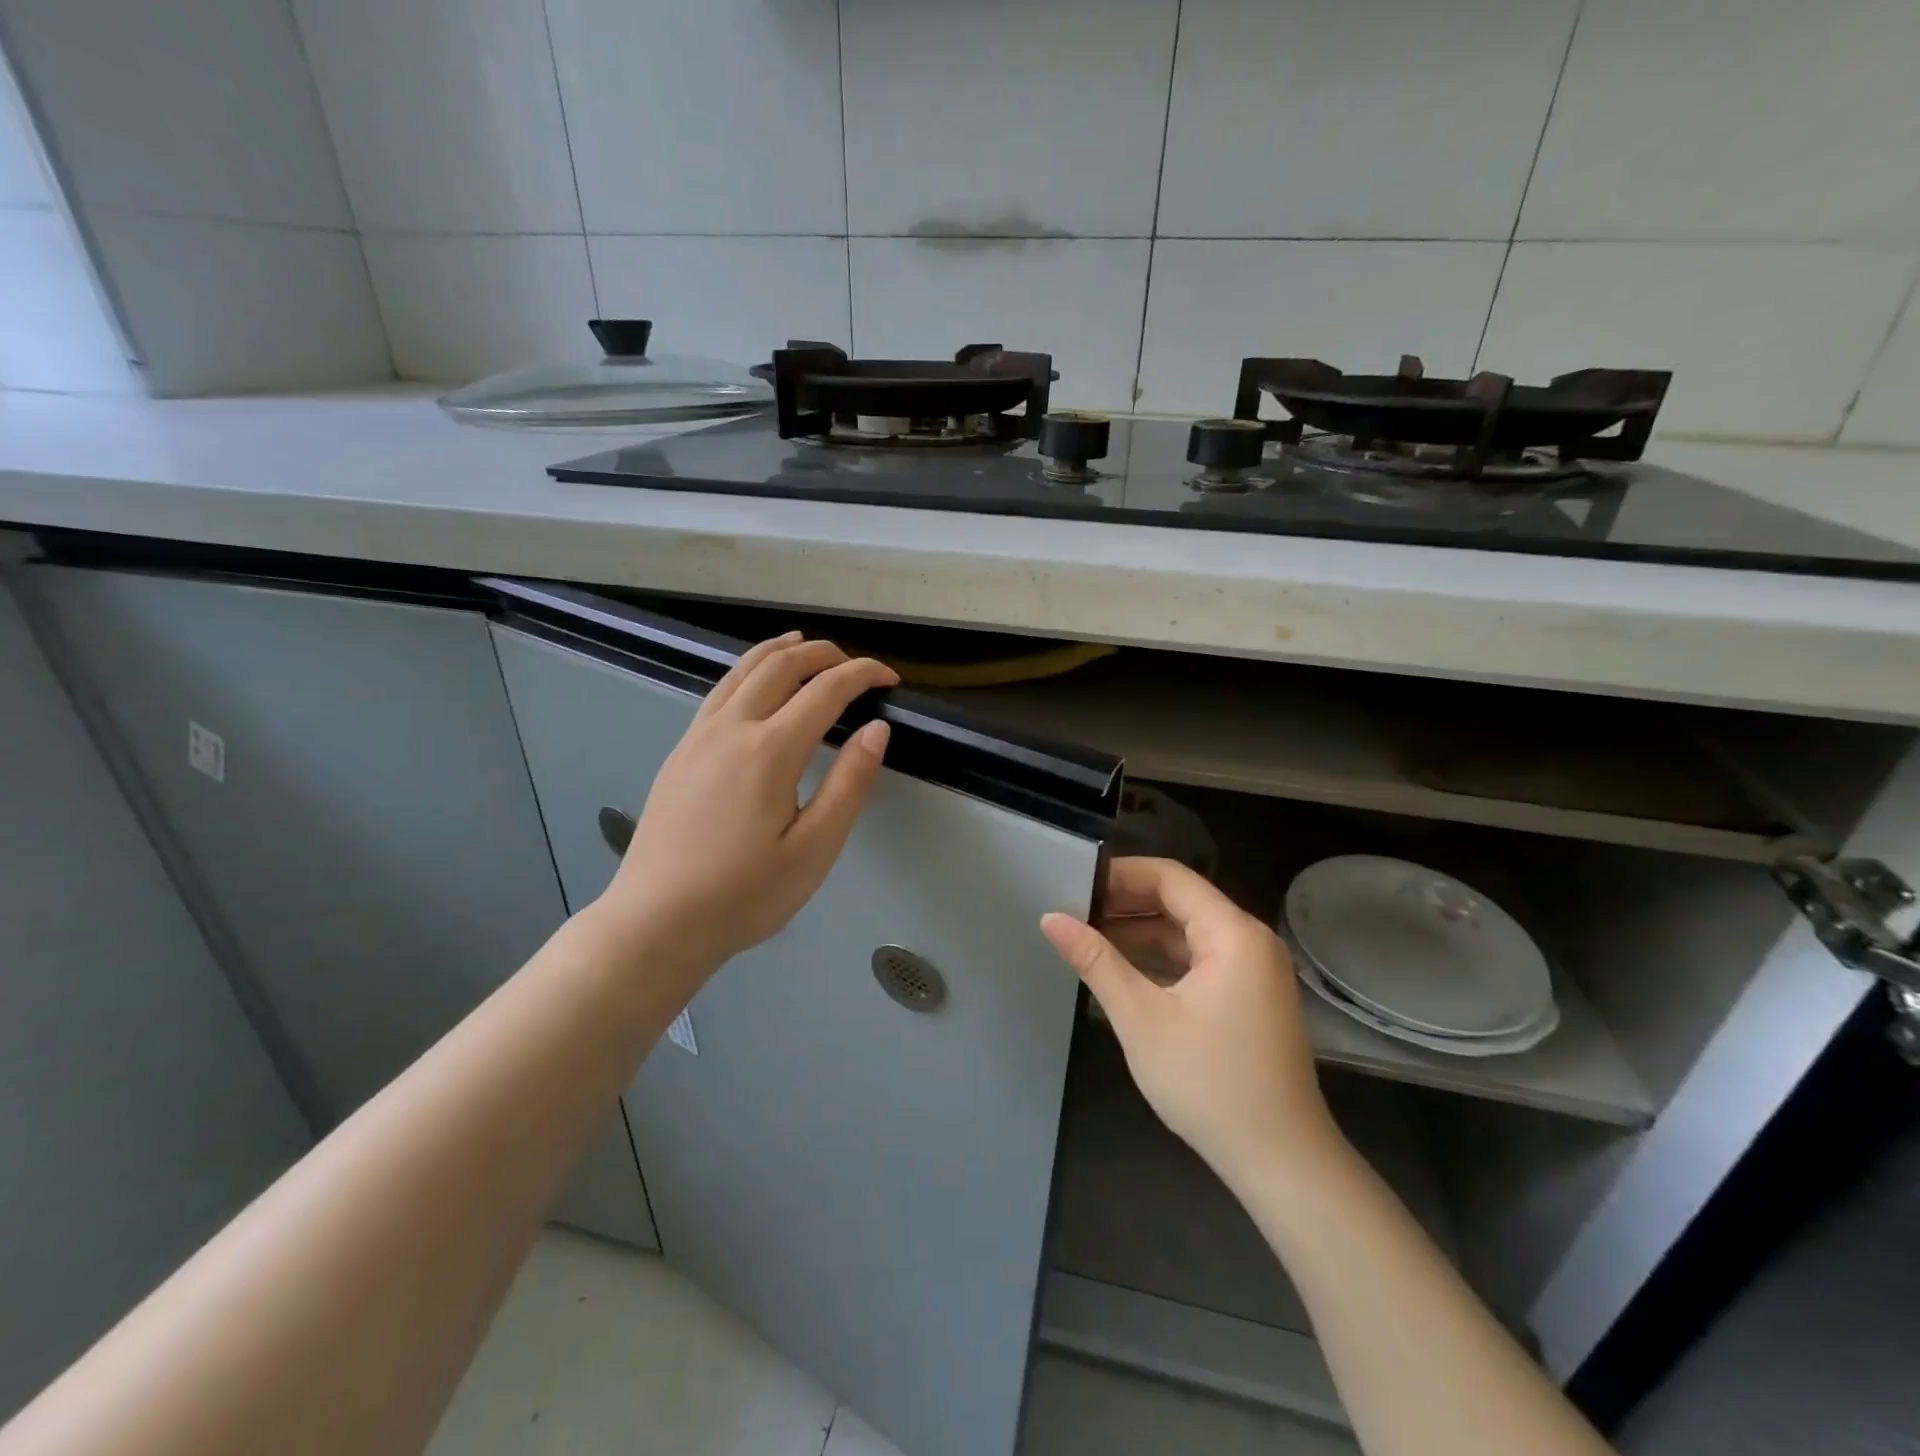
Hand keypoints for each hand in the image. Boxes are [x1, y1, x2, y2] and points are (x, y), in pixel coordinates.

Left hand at [594, 632, 897, 968]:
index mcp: (770, 751)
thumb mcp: (814, 849)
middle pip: (782, 666)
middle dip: (825, 654)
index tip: (890, 679)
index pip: (826, 690)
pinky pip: (720, 691)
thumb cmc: (744, 895)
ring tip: (806, 645)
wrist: (655, 922)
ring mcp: (699, 737)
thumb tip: (877, 731)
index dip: (863, 675)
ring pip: (743, 670)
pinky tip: (756, 682)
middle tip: (856, 666)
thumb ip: (849, 785)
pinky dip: (748, 670)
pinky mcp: (681, 752)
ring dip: (781, 651)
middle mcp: (732, 729)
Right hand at [1042, 857, 1344, 1193]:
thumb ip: (1096, 961)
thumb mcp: (1141, 1018)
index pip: (1171, 877)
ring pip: (1189, 933)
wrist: (1281, 1162)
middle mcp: (1250, 941)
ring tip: (1088, 938)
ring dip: (1142, 933)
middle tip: (1074, 911)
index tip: (1076, 883)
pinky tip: (1123, 970)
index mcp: (1233, 933)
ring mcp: (1254, 971)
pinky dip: (1163, 959)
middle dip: (1127, 903)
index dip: (1121, 874)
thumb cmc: (1209, 1083)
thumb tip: (1050, 918)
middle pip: (1181, 901)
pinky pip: (1200, 960)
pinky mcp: (1251, 998)